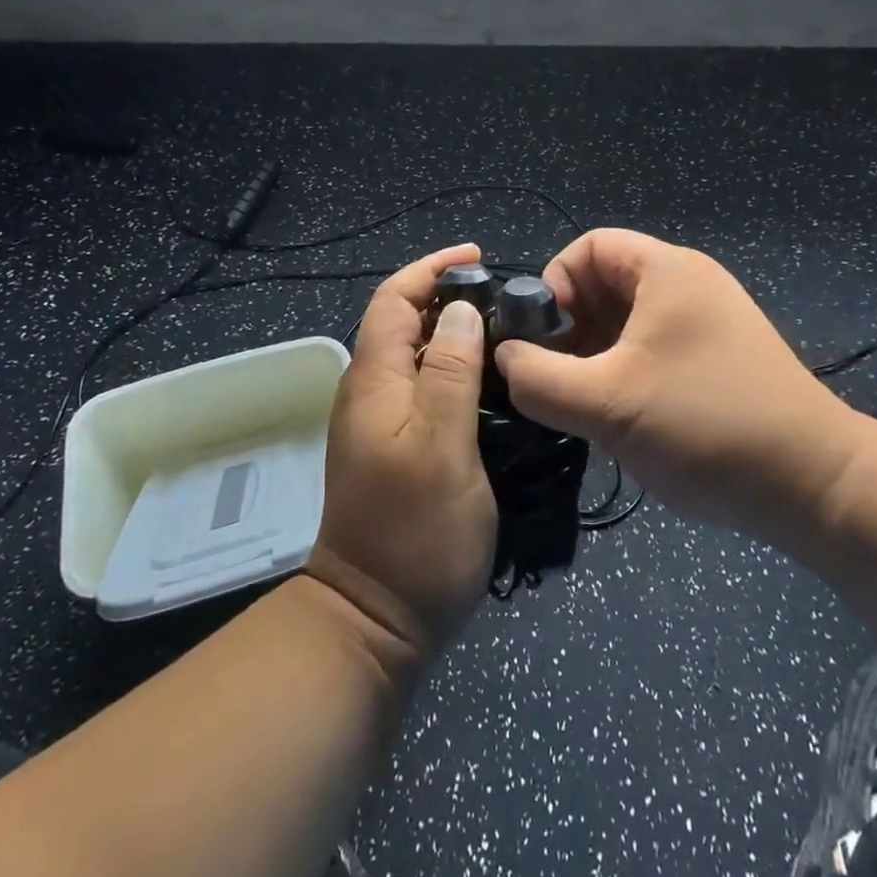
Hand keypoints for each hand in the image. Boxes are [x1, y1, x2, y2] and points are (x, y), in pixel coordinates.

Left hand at [304, 243, 496, 672]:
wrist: (374, 620)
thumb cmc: (414, 531)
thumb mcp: (442, 445)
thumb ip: (449, 371)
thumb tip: (461, 310)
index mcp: (373, 380)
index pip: (393, 299)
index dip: (430, 270)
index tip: (477, 256)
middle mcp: (369, 392)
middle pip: (401, 321)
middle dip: (446, 296)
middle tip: (505, 296)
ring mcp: (379, 422)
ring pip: (414, 354)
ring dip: (453, 332)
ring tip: (507, 330)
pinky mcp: (395, 447)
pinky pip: (422, 386)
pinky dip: (453, 368)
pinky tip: (491, 383)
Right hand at [493, 229, 873, 545]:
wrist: (818, 487)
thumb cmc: (706, 427)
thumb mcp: (606, 404)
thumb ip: (539, 379)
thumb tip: (504, 358)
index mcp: (666, 271)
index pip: (588, 246)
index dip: (553, 284)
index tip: (541, 339)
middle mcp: (689, 284)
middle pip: (605, 282)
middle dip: (570, 325)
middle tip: (555, 377)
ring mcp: (708, 322)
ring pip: (627, 319)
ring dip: (594, 353)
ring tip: (582, 402)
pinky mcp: (719, 358)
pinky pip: (653, 346)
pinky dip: (623, 369)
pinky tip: (618, 414)